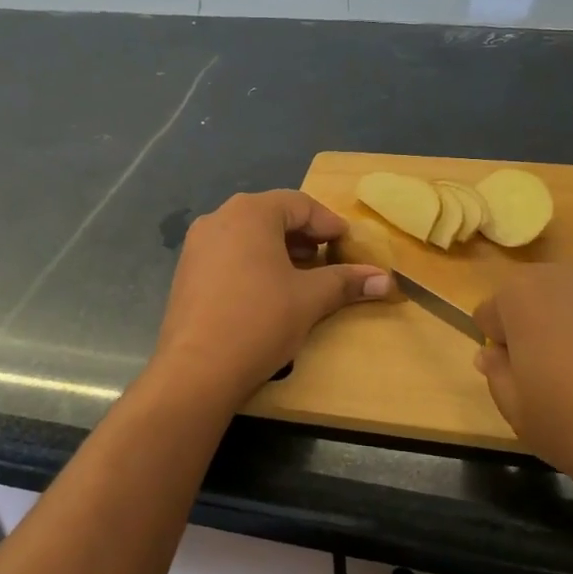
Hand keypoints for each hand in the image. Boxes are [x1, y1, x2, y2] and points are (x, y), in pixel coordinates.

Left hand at [152, 191, 390, 405]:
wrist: (196, 369)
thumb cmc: (260, 321)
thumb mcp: (310, 299)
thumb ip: (346, 282)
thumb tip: (386, 280)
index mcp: (250, 212)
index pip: (300, 204)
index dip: (329, 223)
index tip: (349, 245)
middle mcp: (219, 218)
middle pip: (272, 215)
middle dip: (304, 236)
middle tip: (328, 259)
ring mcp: (197, 245)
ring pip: (248, 235)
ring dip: (279, 250)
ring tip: (302, 276)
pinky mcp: (186, 271)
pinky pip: (228, 254)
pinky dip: (253, 263)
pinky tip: (267, 291)